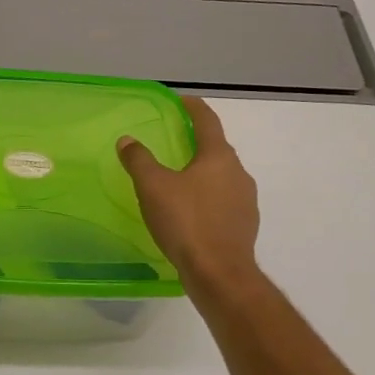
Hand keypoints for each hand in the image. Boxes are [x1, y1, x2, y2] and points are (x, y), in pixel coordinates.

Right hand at [117, 96, 260, 289]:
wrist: (219, 273)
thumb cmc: (186, 222)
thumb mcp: (153, 187)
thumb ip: (139, 160)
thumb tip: (127, 140)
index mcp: (218, 157)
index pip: (208, 121)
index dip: (193, 108)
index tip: (181, 101)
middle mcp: (238, 173)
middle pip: (217, 149)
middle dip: (197, 144)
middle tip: (174, 143)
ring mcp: (246, 201)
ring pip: (222, 177)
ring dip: (202, 174)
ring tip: (179, 182)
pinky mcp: (244, 226)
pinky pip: (224, 202)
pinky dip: (208, 199)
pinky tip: (191, 213)